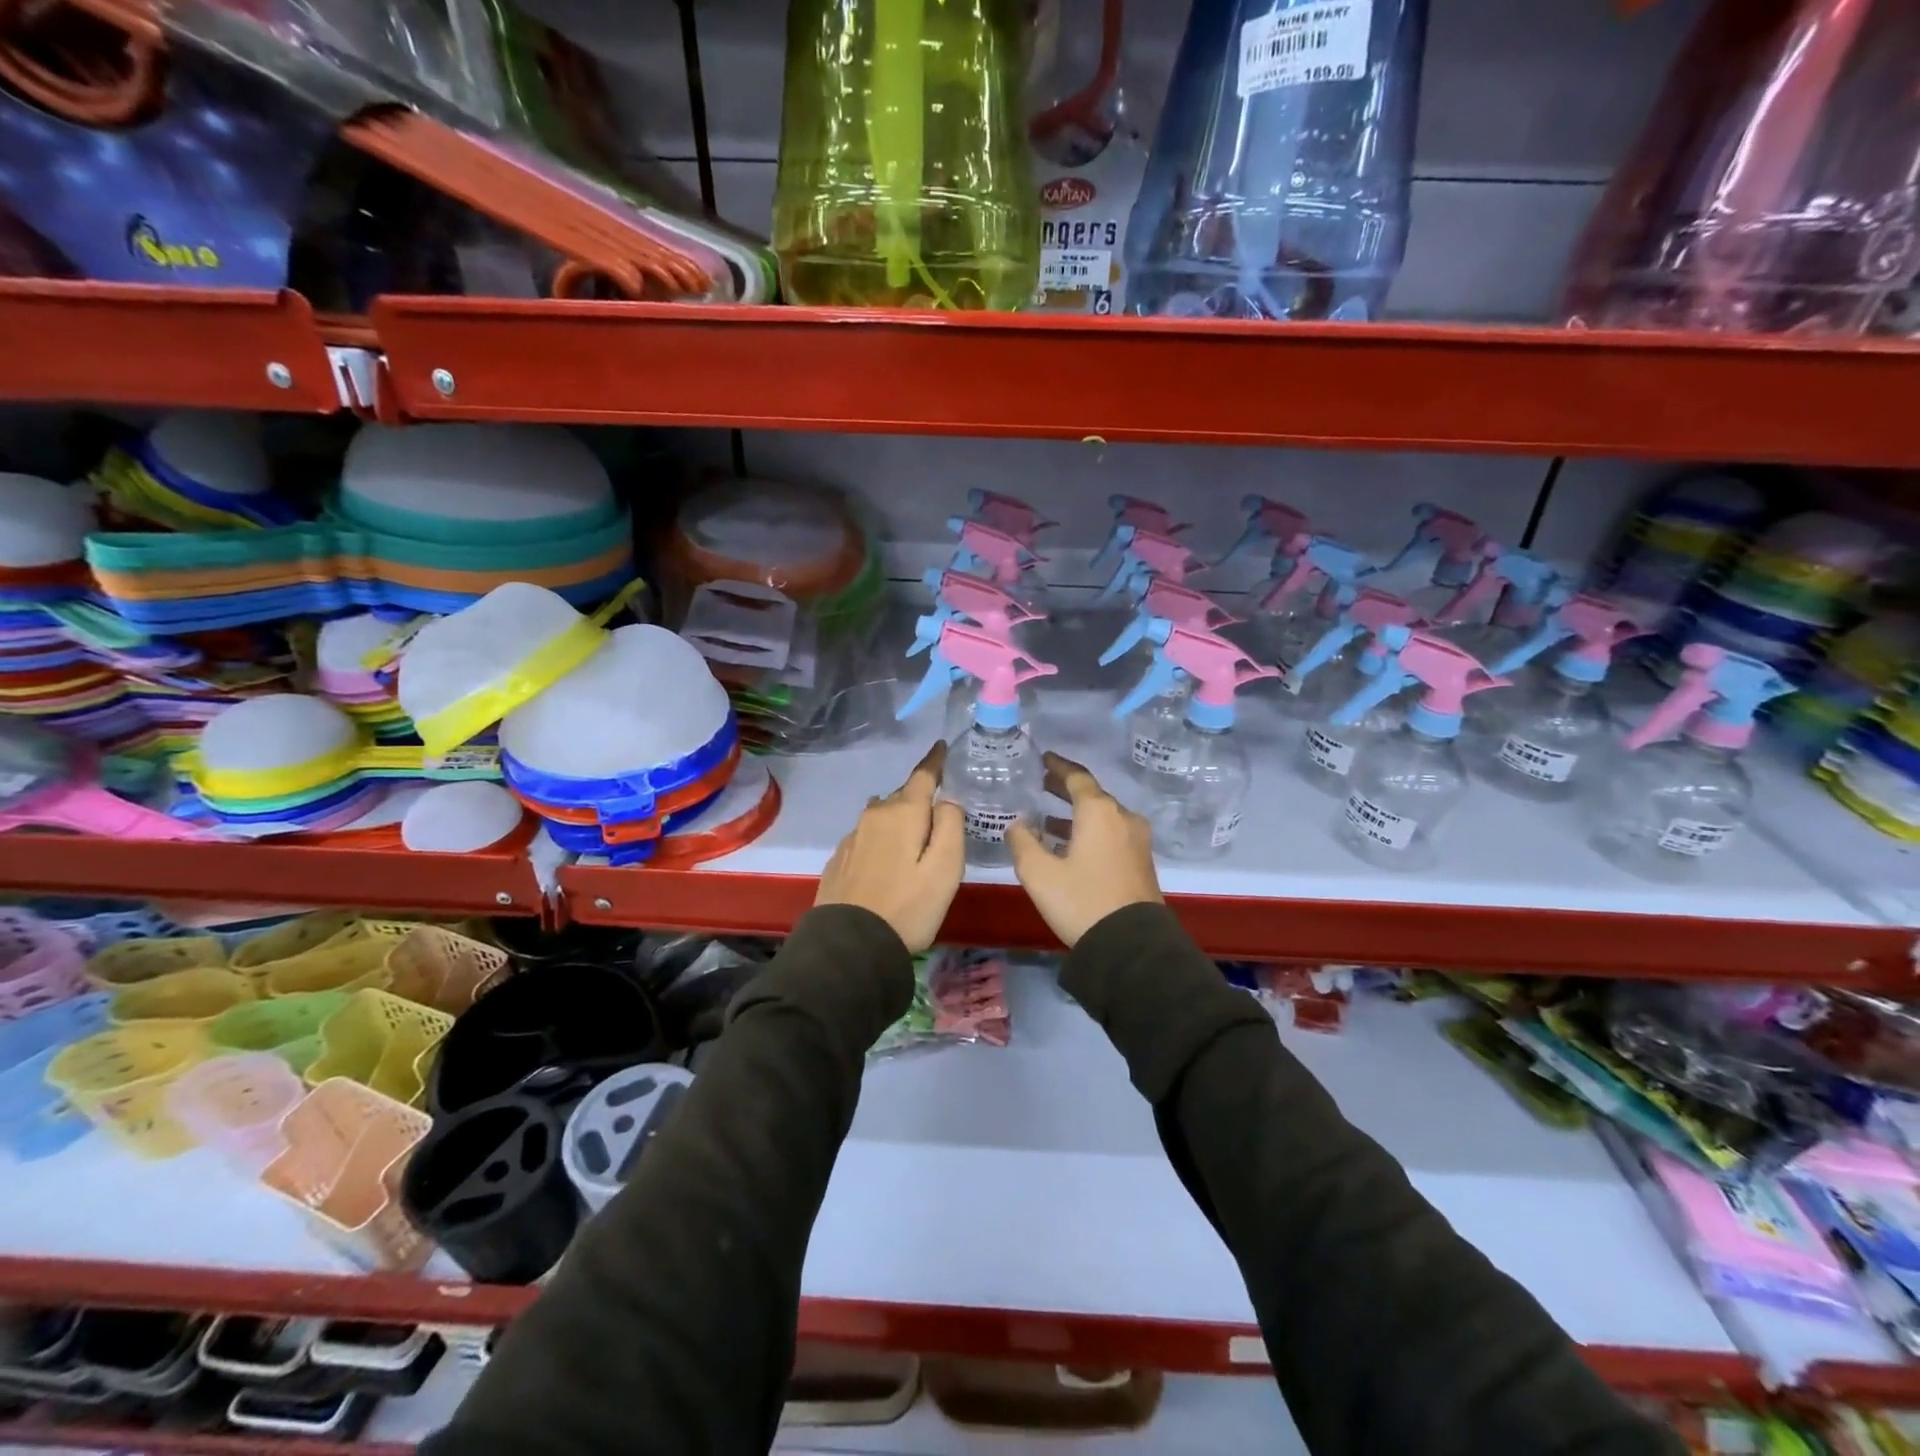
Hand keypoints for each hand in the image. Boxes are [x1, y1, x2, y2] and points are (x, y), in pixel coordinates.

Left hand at [815, 741, 964, 951]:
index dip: (935, 760)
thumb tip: (946, 801)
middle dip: (919, 798)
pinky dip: (881, 839)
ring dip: (898, 819)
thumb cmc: (908, 907)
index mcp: (903, 813)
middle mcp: (874, 816)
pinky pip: (867, 837)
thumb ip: (951, 826)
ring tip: (913, 838)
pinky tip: (886, 861)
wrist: (849, 946)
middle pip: (902, 796)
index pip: (922, 775)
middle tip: (939, 811)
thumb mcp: (945, 869)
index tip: (942, 746)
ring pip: (882, 816)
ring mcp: (852, 838)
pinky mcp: (840, 860)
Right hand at [1007, 753, 1161, 947]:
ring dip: (1077, 816)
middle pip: (1092, 795)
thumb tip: (1019, 824)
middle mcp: (1123, 818)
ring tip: (1048, 822)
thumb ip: (1022, 841)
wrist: (1131, 945)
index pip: (1076, 777)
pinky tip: (1070, 848)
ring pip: (1103, 817)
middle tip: (1041, 785)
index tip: (1043, 759)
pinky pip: (1112, 834)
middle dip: (1065, 790)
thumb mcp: (1038, 873)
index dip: (1057, 766)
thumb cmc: (1081, 901)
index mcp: (1099, 812)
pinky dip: (1090, 832)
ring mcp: (1137, 840)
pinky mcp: (1141, 861)